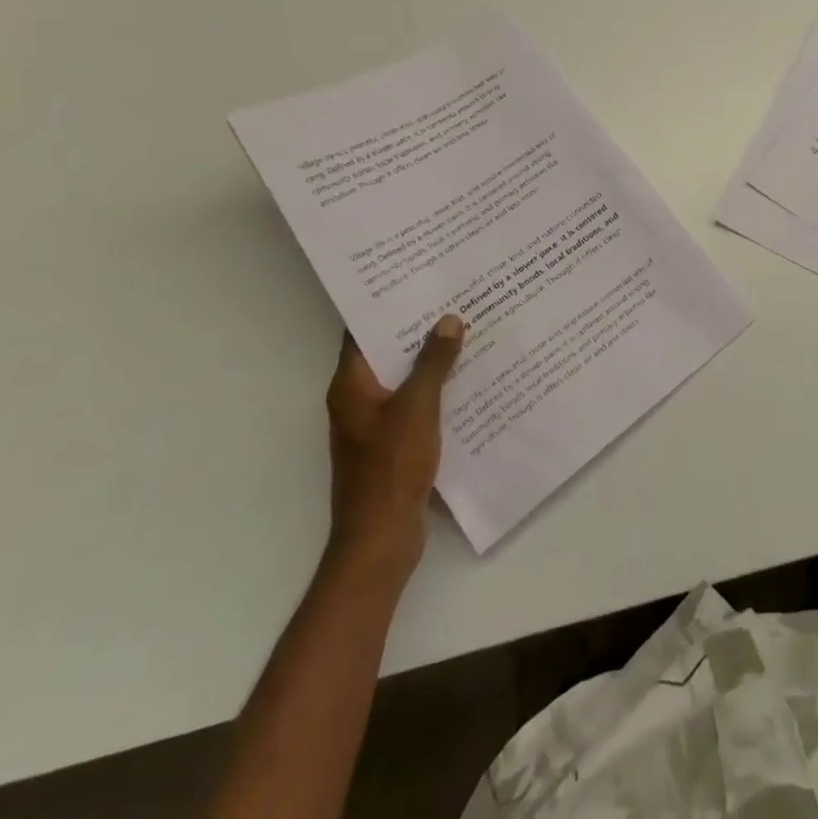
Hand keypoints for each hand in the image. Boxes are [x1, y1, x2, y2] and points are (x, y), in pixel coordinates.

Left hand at [324, 315, 463, 579]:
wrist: (380, 538)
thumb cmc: (391, 466)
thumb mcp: (417, 407)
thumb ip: (434, 362)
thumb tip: (449, 320)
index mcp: (351, 386)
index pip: (362, 332)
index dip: (386, 305)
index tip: (417, 280)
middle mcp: (356, 399)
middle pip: (385, 352)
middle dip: (416, 328)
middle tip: (452, 297)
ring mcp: (373, 423)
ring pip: (403, 378)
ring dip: (429, 358)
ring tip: (466, 328)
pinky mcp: (392, 443)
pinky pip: (414, 402)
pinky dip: (435, 387)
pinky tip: (467, 376)